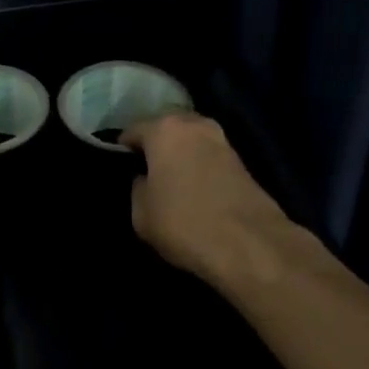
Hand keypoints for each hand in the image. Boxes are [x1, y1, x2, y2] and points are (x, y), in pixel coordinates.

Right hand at [124, 112, 323, 288]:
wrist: (250, 244)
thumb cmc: (184, 223)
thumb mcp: (141, 213)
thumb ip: (137, 187)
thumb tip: (144, 179)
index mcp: (163, 129)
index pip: (132, 131)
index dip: (122, 149)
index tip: (119, 167)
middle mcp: (194, 124)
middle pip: (165, 129)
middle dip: (154, 146)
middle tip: (144, 171)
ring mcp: (222, 140)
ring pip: (190, 141)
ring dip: (180, 155)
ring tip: (169, 180)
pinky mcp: (242, 161)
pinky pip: (208, 156)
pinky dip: (198, 166)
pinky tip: (193, 188)